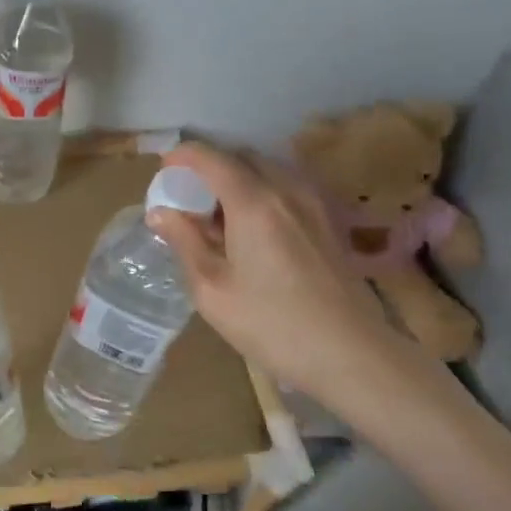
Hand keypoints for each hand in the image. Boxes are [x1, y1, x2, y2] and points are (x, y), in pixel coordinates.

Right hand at [146, 142, 434, 416]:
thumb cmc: (272, 325)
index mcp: (253, 202)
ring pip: (267, 171)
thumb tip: (159, 212)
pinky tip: (252, 231)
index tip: (162, 170)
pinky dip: (261, 193)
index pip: (211, 158)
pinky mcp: (328, 223)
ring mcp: (313, 204)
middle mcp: (286, 190)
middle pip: (242, 157)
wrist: (351, 355)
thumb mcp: (211, 289)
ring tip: (218, 216)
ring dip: (237, 179)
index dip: (182, 156)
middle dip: (210, 166)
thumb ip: (184, 242)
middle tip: (187, 197)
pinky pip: (286, 189)